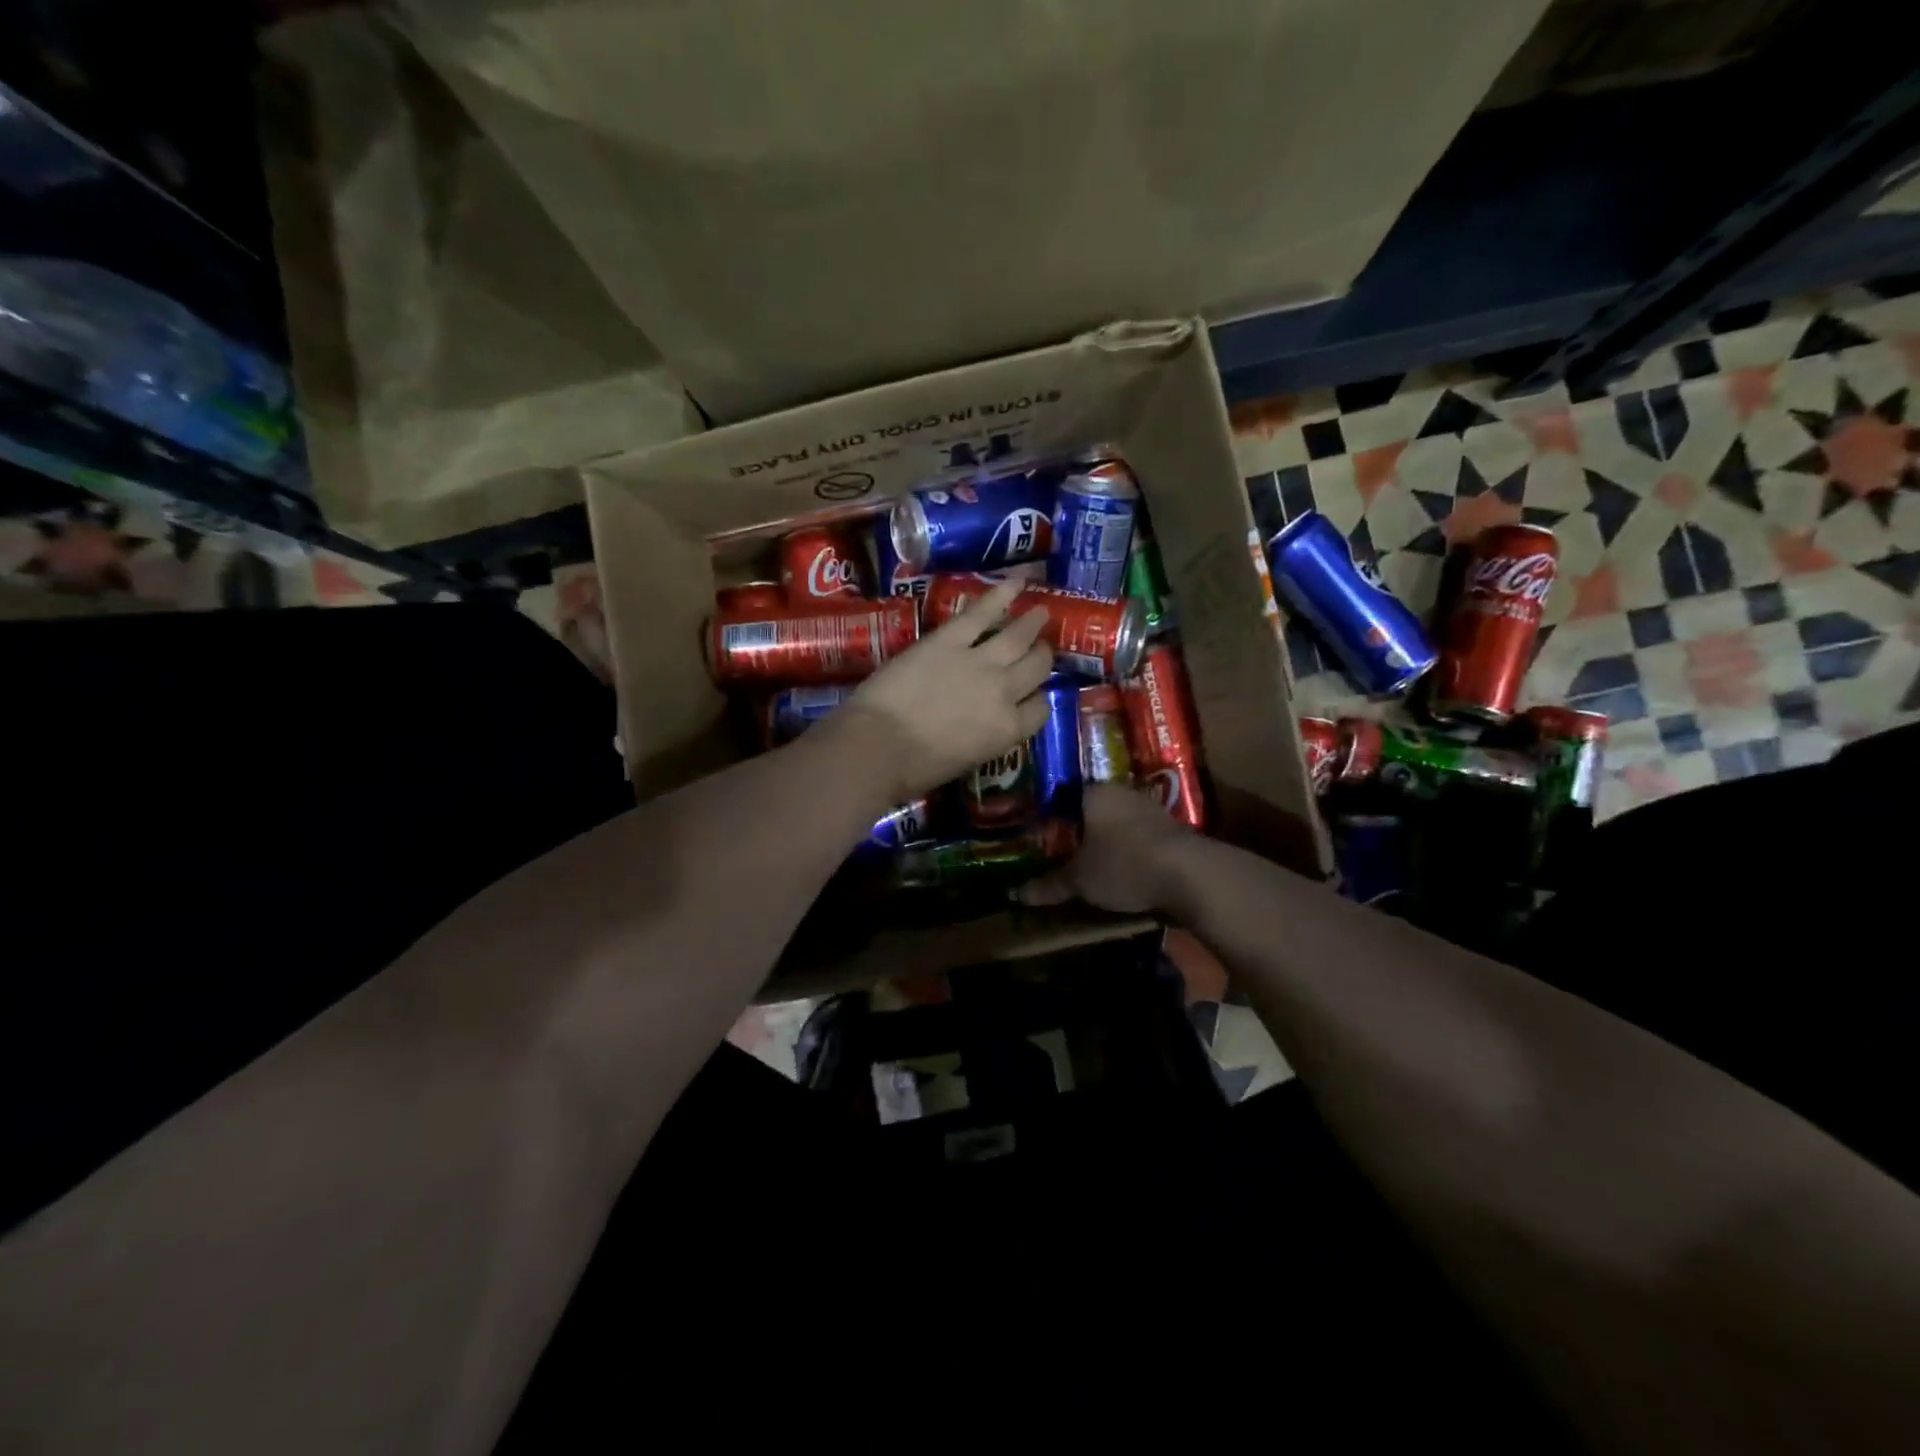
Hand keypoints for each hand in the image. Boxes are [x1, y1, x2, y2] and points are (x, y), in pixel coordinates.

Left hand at [834, 578, 1053, 802]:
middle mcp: (1004, 693)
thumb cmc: (914, 769)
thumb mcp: (963, 761)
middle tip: (1042, 647)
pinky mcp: (949, 640)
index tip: (1033, 692)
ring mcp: (979, 662)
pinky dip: (1001, 595)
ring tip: (1041, 611)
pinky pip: (981, 613)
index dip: (1039, 698)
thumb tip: (979, 724)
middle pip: (1036, 668)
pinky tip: (1016, 581)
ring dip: (1032, 623)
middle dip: (1042, 656)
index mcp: (1007, 731)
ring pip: (1017, 637)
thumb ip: (982, 737)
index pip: (1040, 709)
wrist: (878, 746)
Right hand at [1018, 783, 1192, 914]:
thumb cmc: (1123, 864)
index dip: (1049, 815)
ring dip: (1107, 840)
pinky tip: (1123, 869)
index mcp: (1094, 792)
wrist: (1190, 875)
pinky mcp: (1173, 830)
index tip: (1038, 833)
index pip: (1063, 795)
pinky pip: (1140, 836)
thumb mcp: (1080, 880)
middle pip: (1092, 808)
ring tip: (1090, 862)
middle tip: (1060, 850)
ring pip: (1118, 822)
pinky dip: (1129, 850)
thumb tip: (1017, 894)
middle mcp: (1122, 792)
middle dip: (1078, 829)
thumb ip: (1050, 885)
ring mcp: (1151, 808)